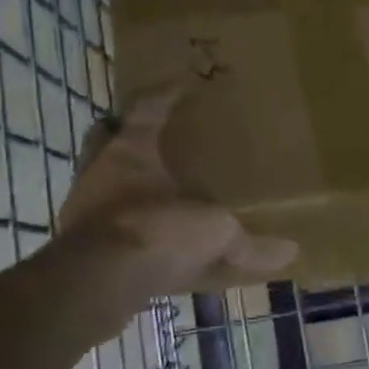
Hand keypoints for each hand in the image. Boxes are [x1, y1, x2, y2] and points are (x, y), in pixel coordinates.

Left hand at [56, 84, 297, 297]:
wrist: (99, 281)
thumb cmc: (158, 231)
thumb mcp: (215, 234)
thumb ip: (249, 244)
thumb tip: (292, 251)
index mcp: (130, 151)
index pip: (145, 109)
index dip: (162, 96)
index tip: (179, 87)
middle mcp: (98, 172)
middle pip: (103, 138)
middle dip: (121, 135)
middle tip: (150, 141)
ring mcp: (82, 208)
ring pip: (96, 181)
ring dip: (117, 184)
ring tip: (146, 193)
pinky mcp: (76, 246)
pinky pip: (99, 224)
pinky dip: (117, 227)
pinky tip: (138, 241)